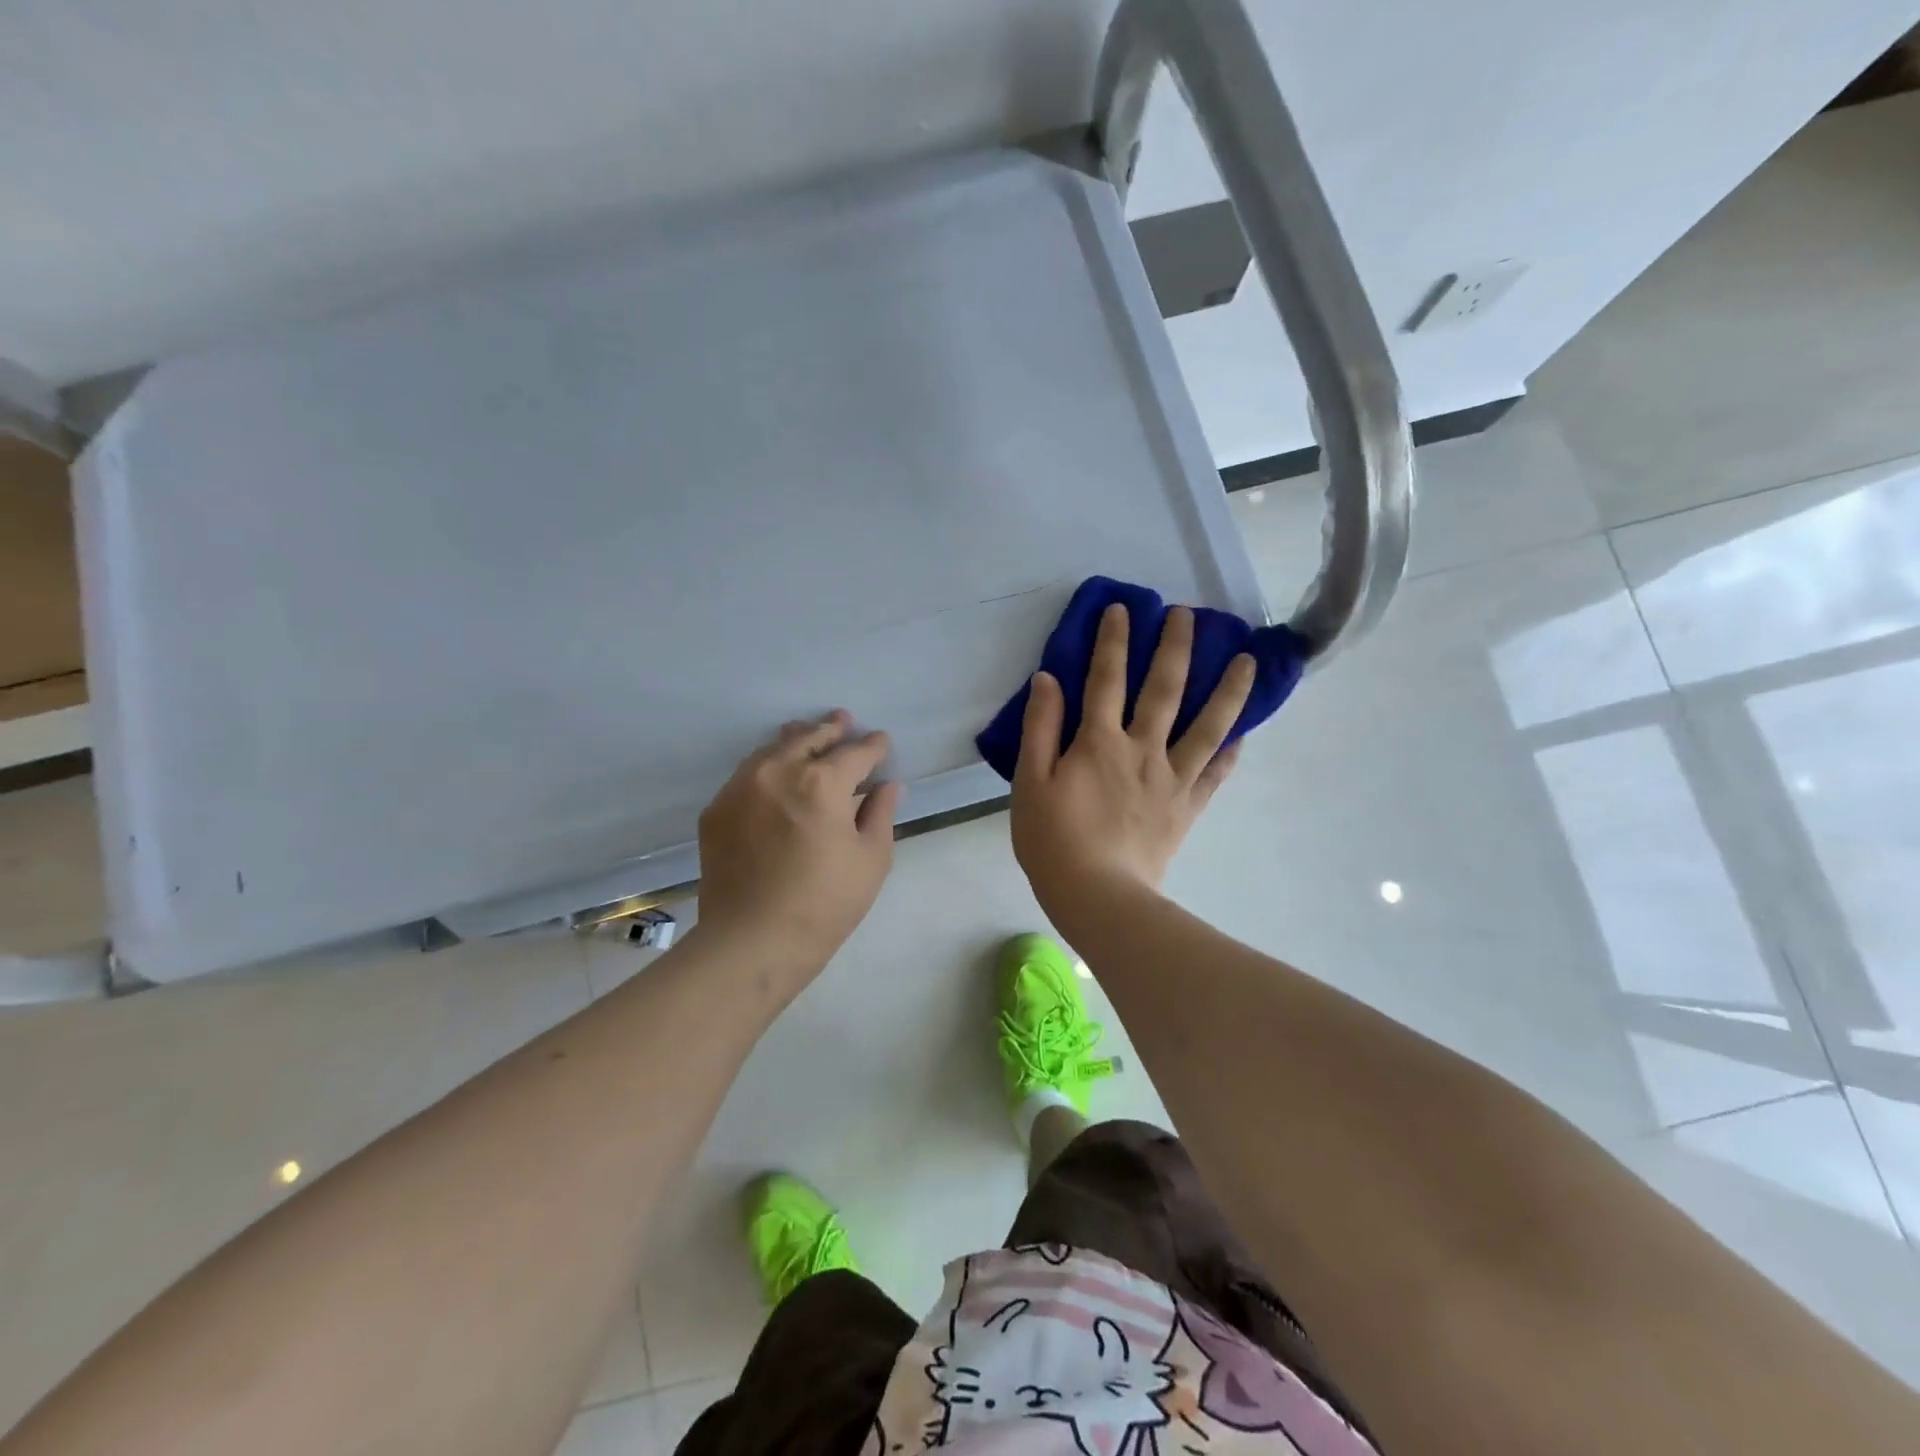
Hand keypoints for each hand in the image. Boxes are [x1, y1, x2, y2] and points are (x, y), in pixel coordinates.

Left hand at [696, 711, 901, 991]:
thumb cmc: (825, 905)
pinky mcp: (716, 809)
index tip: (882, 742)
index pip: (855, 753)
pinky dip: (766, 766)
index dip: (873, 746)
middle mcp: (778, 772)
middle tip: (844, 721)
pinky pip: (746, 774)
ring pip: (772, 749)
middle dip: (831, 729)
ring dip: (795, 740)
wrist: (752, 942)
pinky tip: (774, 774)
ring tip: (806, 734)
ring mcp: (741, 788)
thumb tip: (888, 785)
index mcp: (823, 782)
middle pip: (809, 739)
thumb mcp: (871, 860)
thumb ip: (881, 813)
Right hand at [1011, 604, 1251, 916]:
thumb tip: (1048, 679)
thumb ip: (1040, 728)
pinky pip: (1216, 772)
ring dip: (1227, 689)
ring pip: (1207, 725)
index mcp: (1099, 741)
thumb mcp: (1029, 781)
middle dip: (1175, 646)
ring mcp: (1172, 777)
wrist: (1097, 895)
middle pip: (1164, 688)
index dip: (1113, 640)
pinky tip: (1244, 729)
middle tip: (1187, 614)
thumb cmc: (1053, 839)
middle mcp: (1142, 748)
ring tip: (1246, 660)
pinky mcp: (1188, 805)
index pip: (1106, 678)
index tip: (1123, 609)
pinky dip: (1232, 748)